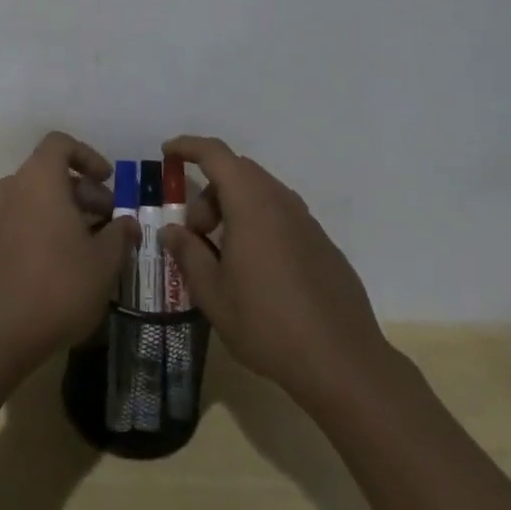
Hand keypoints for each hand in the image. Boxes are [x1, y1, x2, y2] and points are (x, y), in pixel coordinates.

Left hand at [0, 131, 138, 368]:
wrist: (4, 335)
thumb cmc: (61, 288)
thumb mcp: (105, 262)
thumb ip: (119, 234)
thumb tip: (127, 223)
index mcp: (41, 180)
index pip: (59, 144)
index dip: (86, 156)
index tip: (106, 183)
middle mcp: (9, 189)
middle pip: (43, 173)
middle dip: (75, 191)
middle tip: (101, 223)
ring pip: (15, 197)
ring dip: (41, 208)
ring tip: (64, 238)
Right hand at [159, 135, 398, 411]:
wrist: (343, 362)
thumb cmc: (267, 323)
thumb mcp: (213, 293)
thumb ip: (188, 253)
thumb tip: (172, 231)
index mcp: (251, 202)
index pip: (215, 154)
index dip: (188, 147)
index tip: (168, 154)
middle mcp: (281, 201)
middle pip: (238, 173)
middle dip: (209, 192)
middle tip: (196, 232)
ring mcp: (306, 221)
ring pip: (260, 194)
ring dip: (234, 209)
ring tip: (222, 255)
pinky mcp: (322, 244)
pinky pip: (281, 217)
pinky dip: (258, 226)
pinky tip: (256, 271)